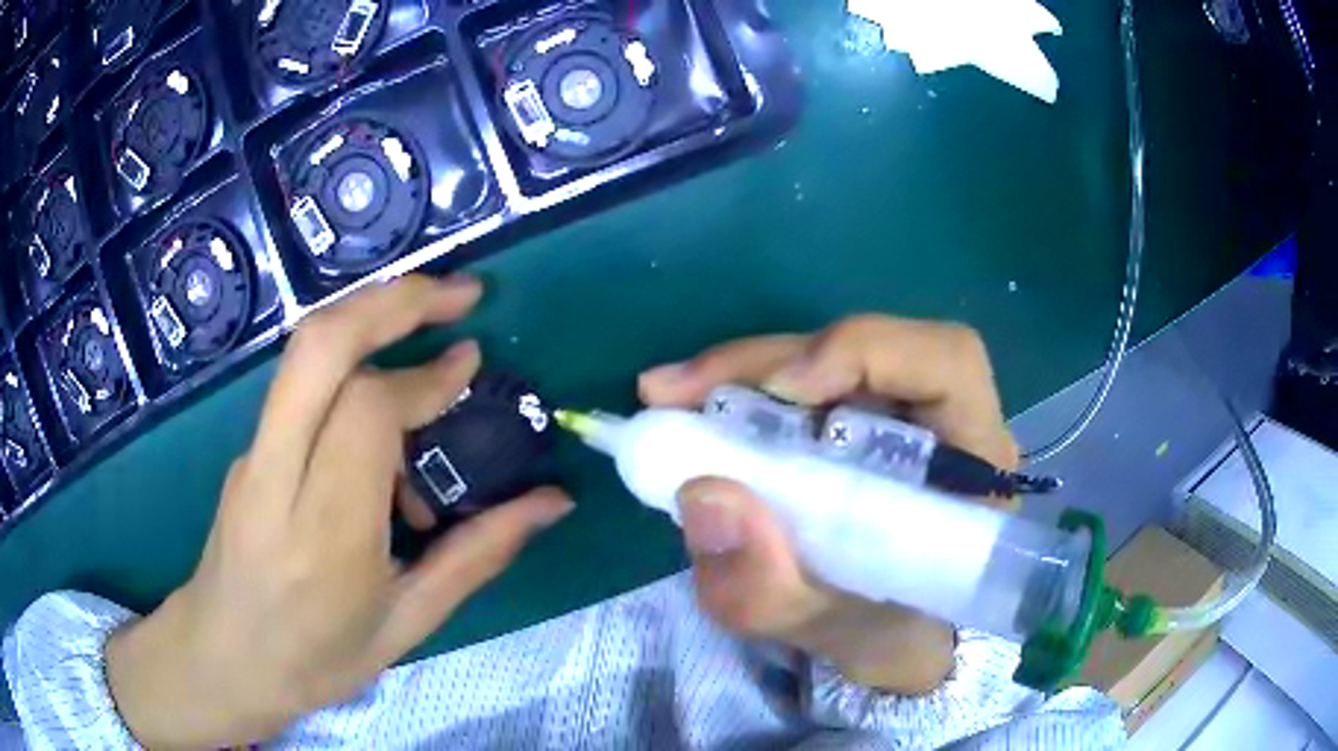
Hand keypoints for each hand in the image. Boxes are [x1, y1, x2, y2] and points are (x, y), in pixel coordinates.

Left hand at [105, 276, 572, 748]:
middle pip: (320, 345)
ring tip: (430, 333)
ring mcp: (253, 453)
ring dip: (371, 318)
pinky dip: (352, 370)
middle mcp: (278, 478)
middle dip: (393, 299)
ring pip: (304, 351)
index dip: (424, 378)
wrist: (223, 659)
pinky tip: (385, 422)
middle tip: (458, 293)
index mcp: (325, 537)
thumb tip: (552, 503)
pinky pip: (302, 386)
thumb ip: (477, 555)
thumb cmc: (317, 659)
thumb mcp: (407, 624)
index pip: (366, 413)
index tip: (470, 364)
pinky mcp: (248, 446)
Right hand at [639, 315, 1017, 694]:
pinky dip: (742, 393)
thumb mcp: (825, 634)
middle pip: (866, 348)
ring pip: (823, 359)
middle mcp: (943, 421)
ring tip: (671, 399)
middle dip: (765, 361)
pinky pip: (801, 386)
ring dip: (742, 374)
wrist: (892, 640)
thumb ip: (769, 590)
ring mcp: (897, 413)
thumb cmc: (885, 635)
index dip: (867, 351)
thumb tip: (703, 495)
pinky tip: (697, 413)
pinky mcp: (856, 420)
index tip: (783, 388)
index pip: (947, 363)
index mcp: (972, 466)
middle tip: (672, 392)